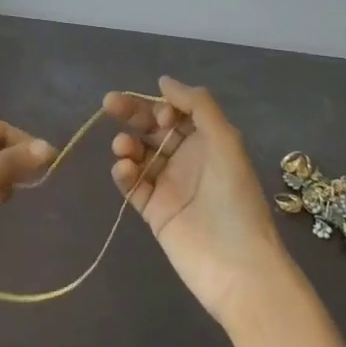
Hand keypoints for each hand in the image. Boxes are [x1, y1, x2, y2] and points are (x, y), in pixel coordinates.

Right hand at [108, 77, 290, 324]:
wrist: (237, 265)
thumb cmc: (235, 198)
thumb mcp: (225, 141)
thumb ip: (198, 105)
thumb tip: (163, 81)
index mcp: (207, 141)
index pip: (175, 112)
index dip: (163, 106)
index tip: (161, 115)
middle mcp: (186, 159)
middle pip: (152, 128)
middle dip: (132, 113)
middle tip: (109, 102)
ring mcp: (168, 185)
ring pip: (139, 154)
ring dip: (127, 144)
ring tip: (123, 148)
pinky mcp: (153, 211)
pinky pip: (132, 184)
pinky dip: (123, 172)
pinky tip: (124, 168)